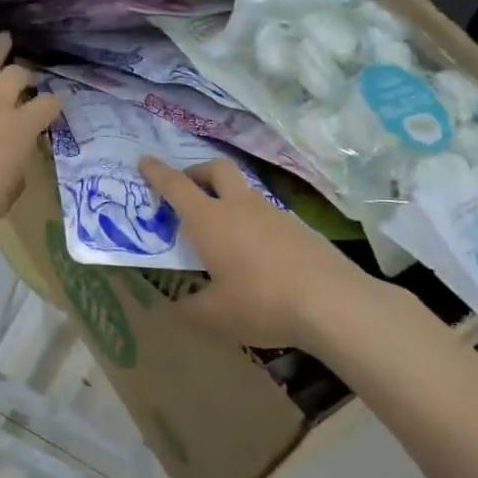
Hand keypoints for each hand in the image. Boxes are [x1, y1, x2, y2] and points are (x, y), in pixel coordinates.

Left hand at [0, 34, 61, 253]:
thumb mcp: (7, 194)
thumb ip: (15, 171)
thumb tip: (13, 162)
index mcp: (21, 130)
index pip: (47, 105)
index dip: (53, 103)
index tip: (53, 104)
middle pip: (16, 75)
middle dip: (24, 75)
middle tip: (24, 78)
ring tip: (2, 39)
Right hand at [139, 157, 371, 348]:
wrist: (332, 302)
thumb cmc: (261, 303)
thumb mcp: (214, 316)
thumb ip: (188, 310)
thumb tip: (174, 307)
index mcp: (210, 220)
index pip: (176, 186)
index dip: (157, 172)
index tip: (145, 160)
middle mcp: (240, 206)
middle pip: (216, 169)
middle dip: (197, 172)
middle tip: (188, 192)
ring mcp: (273, 213)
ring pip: (244, 190)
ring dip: (227, 198)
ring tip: (221, 231)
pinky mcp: (299, 227)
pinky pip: (266, 213)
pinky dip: (252, 221)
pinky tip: (255, 253)